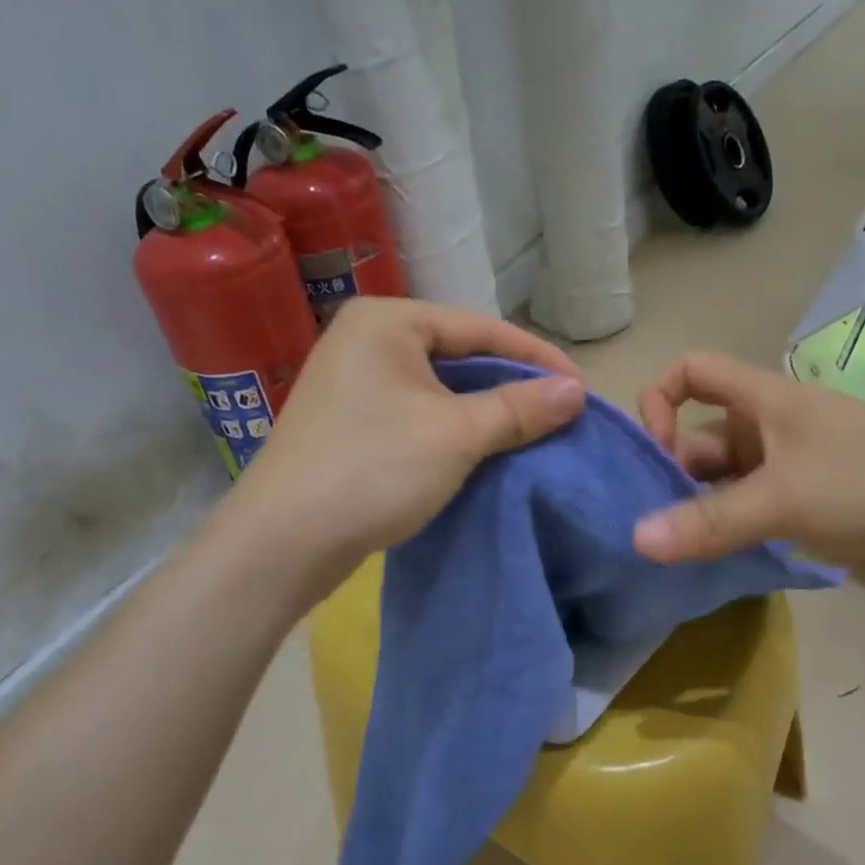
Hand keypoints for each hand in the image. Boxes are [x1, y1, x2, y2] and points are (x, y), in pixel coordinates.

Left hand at [223, 297, 585, 593]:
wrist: (281, 543)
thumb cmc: (372, 471)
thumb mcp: (457, 435)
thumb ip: (519, 407)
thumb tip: (576, 392)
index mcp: (388, 321)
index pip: (481, 328)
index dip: (538, 358)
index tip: (583, 391)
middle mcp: (367, 338)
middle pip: (460, 354)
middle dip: (512, 385)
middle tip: (560, 414)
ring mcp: (353, 380)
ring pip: (439, 387)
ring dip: (486, 410)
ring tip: (532, 433)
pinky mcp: (350, 420)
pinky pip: (418, 411)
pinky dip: (454, 427)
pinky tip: (484, 449)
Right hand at [631, 351, 864, 587]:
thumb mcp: (782, 498)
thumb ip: (708, 521)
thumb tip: (636, 539)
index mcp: (761, 399)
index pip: (691, 370)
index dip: (661, 399)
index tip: (658, 451)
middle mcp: (768, 425)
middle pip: (699, 435)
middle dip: (673, 473)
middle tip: (657, 524)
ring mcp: (789, 463)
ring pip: (724, 477)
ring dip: (700, 507)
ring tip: (679, 550)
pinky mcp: (807, 499)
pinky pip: (750, 505)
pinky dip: (729, 526)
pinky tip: (716, 558)